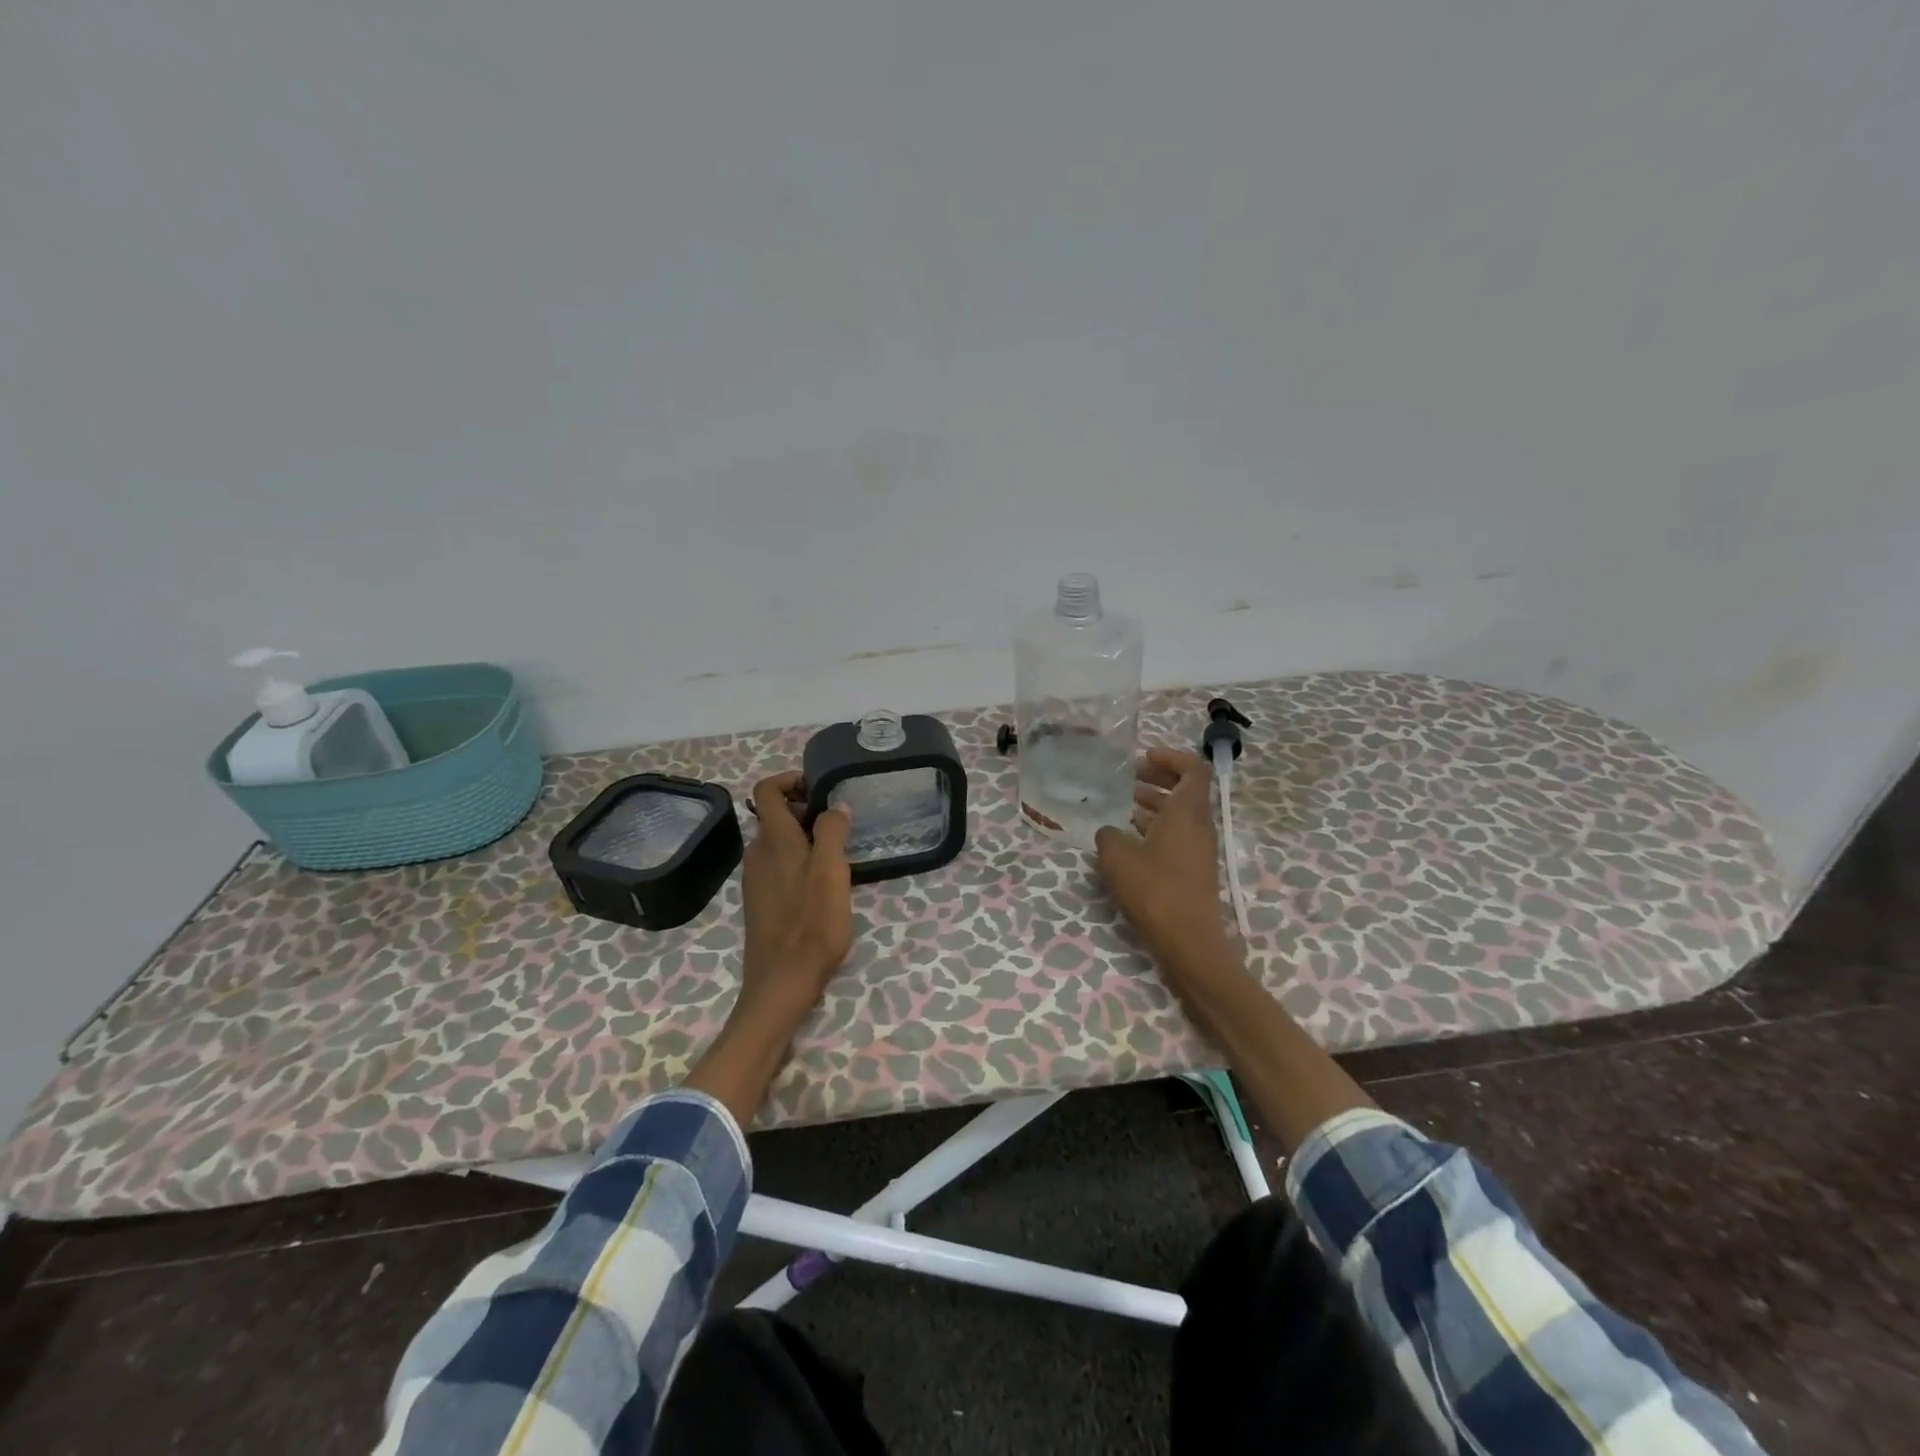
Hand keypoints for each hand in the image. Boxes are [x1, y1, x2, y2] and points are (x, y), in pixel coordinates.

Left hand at [738, 770, 854, 1021]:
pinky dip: (799, 862)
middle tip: (840, 826)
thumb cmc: (811, 924)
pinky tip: (823, 886)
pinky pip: (778, 866)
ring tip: (838, 856)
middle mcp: (757, 853)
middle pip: (775, 815)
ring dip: (806, 838)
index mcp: (773, 840)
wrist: (782, 983)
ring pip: (779, 842)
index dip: (790, 780)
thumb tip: (834, 805)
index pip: (766, 789)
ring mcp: (756, 879)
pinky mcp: (760, 902)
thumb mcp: (832, 872)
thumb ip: (832, 831)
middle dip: (806, 810)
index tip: (821, 789)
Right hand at [1095, 748, 1232, 969]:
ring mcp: (1198, 849)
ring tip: (1122, 806)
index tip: (1143, 757)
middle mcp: (1199, 825)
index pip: (1192, 769)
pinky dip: (1155, 828)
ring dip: (1154, 804)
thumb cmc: (1155, 890)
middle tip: (1128, 778)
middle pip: (1186, 790)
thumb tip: (1110, 831)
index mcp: (1187, 812)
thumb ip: (1109, 834)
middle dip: (1158, 778)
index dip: (1170, 757)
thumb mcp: (1118, 856)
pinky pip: (1176, 836)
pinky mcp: (1192, 870)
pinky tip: (1128, 839)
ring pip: (1179, 814)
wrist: (1189, 941)